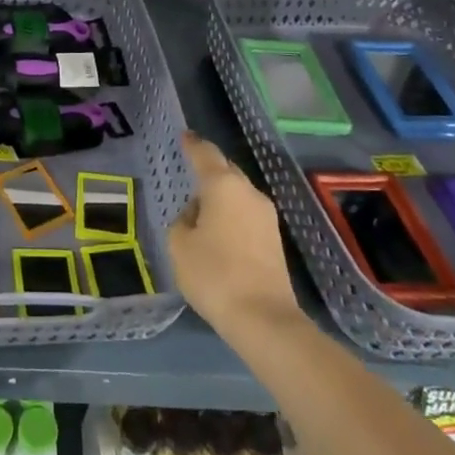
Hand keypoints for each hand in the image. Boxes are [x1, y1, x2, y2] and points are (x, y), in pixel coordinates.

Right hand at [167, 133, 302, 341]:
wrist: (263, 318)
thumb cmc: (214, 274)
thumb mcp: (180, 245)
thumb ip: (183, 221)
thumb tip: (196, 215)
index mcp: (223, 185)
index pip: (205, 153)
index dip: (193, 144)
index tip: (184, 136)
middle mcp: (249, 192)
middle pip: (226, 170)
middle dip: (210, 168)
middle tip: (190, 172)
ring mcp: (266, 215)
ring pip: (239, 193)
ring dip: (222, 195)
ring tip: (202, 207)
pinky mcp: (274, 238)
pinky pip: (247, 213)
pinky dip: (232, 214)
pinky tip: (220, 230)